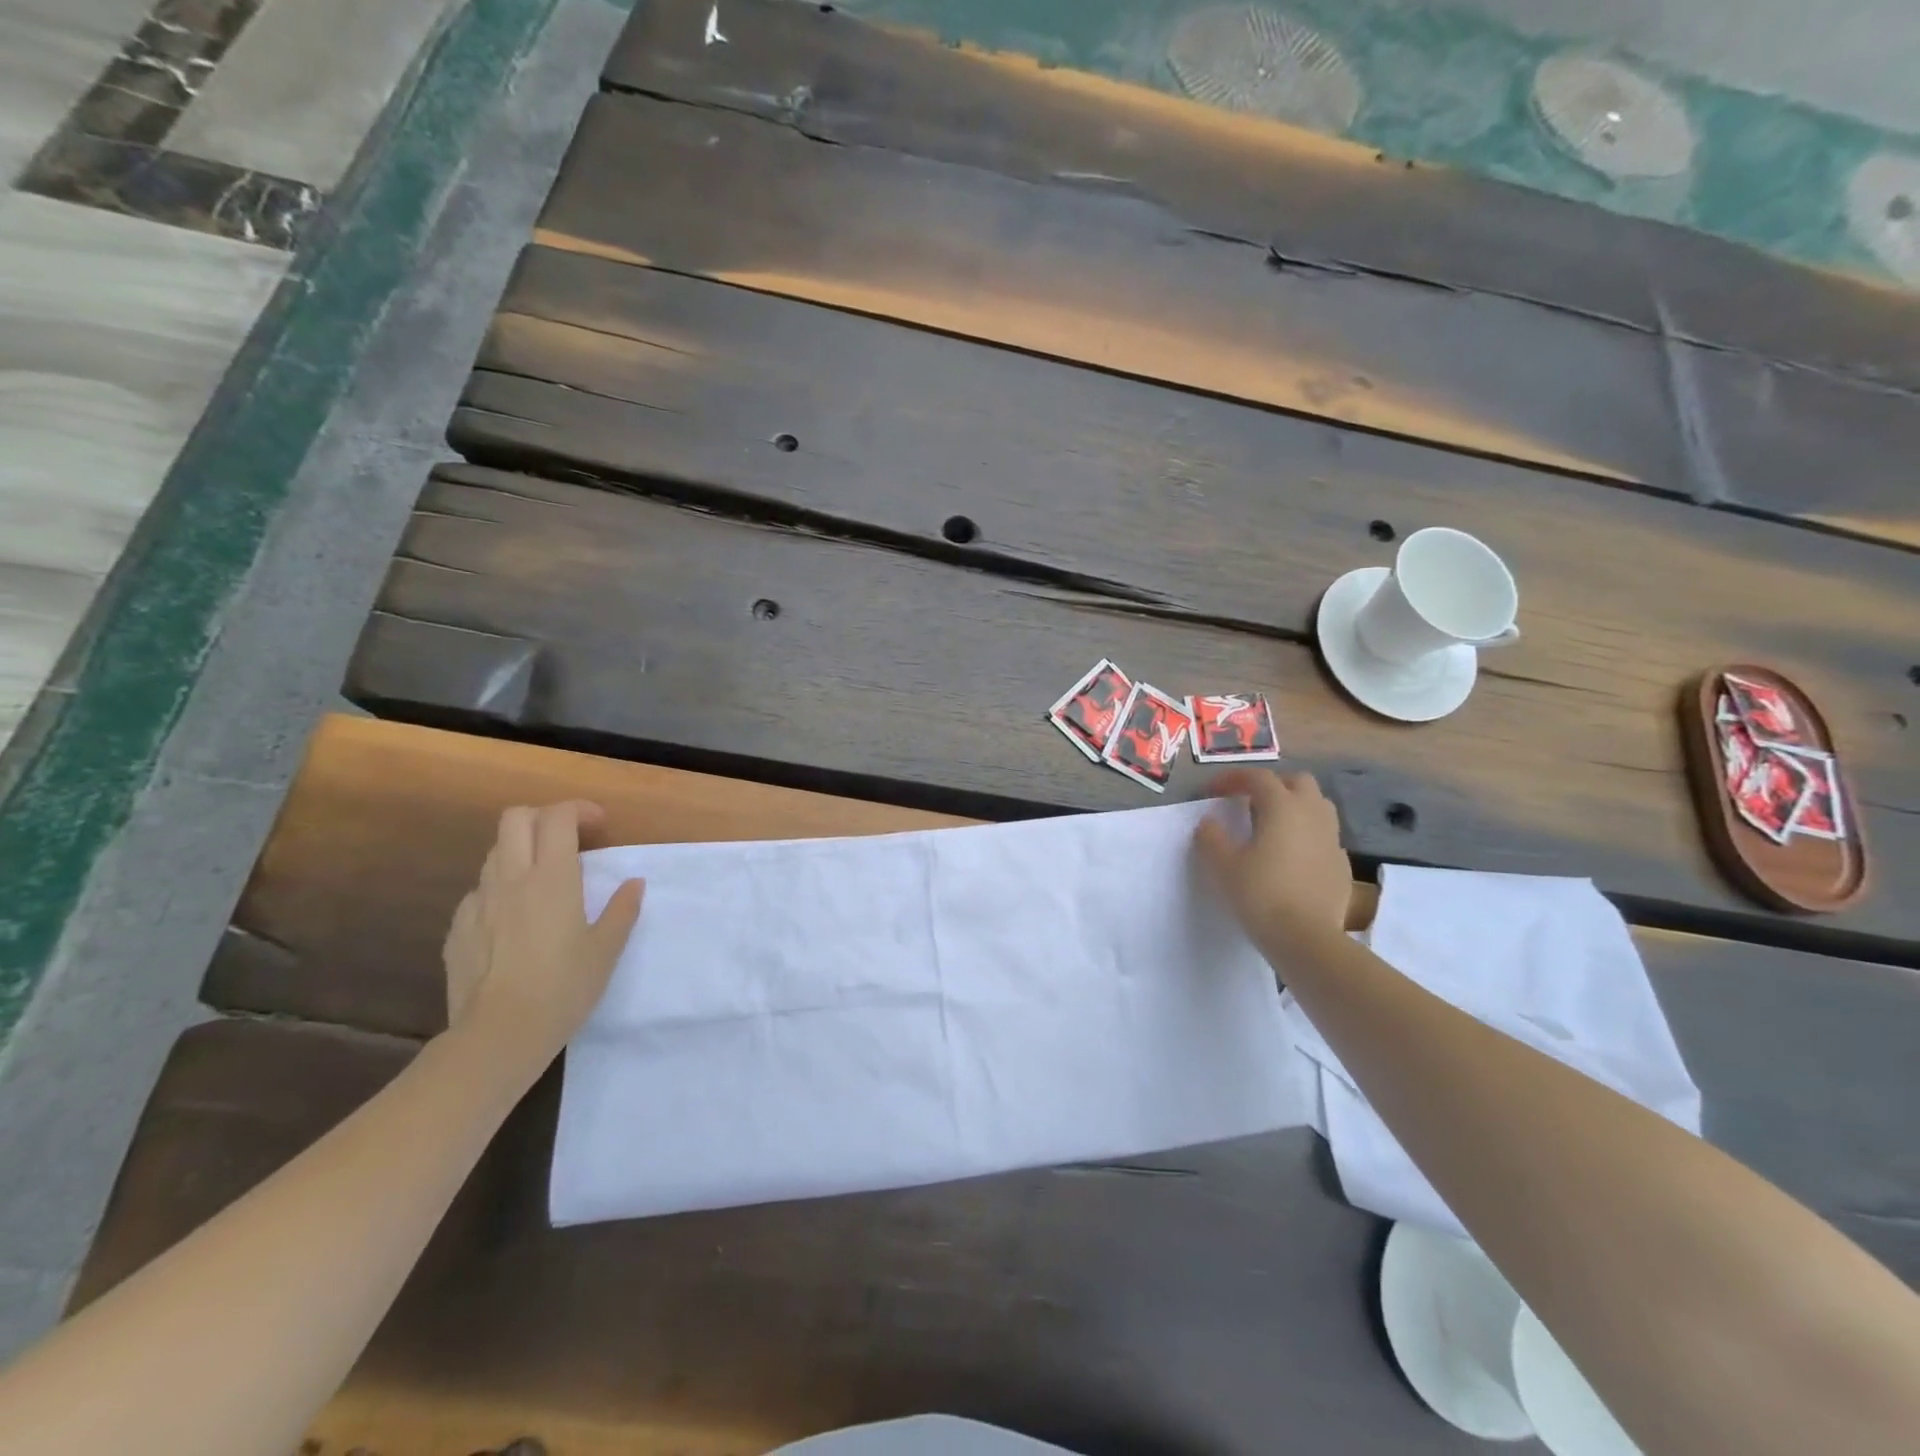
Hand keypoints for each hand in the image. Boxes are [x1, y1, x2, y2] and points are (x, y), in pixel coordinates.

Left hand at [442, 801, 643, 1063]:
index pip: (557, 817)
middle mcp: (511, 879)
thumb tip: (633, 883)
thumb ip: (622, 909)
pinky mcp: (458, 928)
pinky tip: (514, 920)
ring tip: (543, 879)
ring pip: (495, 852)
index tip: (600, 827)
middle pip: (515, 818)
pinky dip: (500, 889)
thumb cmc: (563, 988)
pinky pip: (479, 891)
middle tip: (568, 841)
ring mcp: (478, 902)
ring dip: (521, 851)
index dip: (580, 810)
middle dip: (544, 818)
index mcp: (552, 878)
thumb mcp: (606, 949)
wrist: (498, 1036)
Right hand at [1194, 768, 1353, 960]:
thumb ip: (1211, 837)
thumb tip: (1210, 823)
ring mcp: (1332, 839)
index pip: (1258, 777)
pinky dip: (1307, 835)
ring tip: (1272, 825)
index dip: (1233, 779)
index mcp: (1282, 807)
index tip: (1213, 792)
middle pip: (1297, 782)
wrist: (1306, 938)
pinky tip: (1291, 856)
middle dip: (1272, 785)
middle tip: (1249, 802)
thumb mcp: (1222, 865)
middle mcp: (1312, 814)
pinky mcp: (1342, 864)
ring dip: (1294, 806)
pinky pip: (1324, 836)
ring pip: (1317, 806)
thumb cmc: (1260, 894)